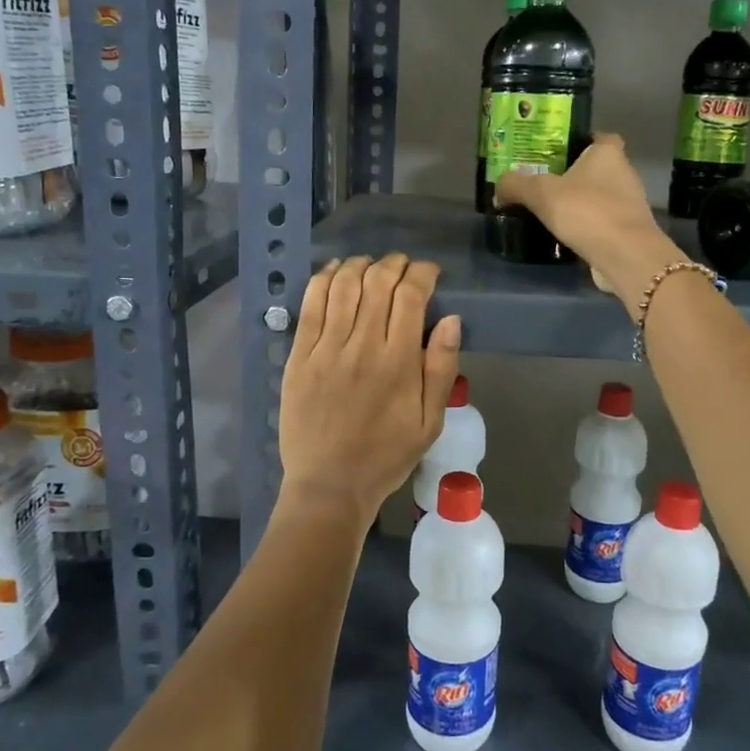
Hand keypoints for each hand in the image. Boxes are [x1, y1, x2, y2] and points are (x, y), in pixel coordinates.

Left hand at [278, 254, 462, 524]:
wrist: (329, 486)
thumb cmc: (386, 456)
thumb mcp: (430, 423)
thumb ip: (442, 368)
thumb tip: (451, 320)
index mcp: (398, 363)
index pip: (411, 296)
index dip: (423, 274)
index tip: (430, 273)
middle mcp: (362, 346)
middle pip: (378, 282)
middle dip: (395, 264)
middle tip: (403, 267)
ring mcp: (325, 349)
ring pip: (343, 286)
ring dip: (361, 265)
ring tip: (371, 266)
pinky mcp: (298, 356)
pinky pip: (311, 305)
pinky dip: (324, 279)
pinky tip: (334, 272)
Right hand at [496, 134, 682, 318]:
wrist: (625, 256)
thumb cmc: (587, 211)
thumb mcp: (541, 193)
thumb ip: (516, 184)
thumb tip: (499, 185)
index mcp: (608, 153)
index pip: (597, 137)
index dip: (577, 142)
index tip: (554, 154)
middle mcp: (624, 172)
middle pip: (595, 168)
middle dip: (572, 175)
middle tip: (542, 183)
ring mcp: (630, 203)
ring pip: (599, 196)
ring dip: (579, 203)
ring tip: (549, 211)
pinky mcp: (629, 230)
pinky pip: (602, 221)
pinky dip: (586, 226)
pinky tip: (565, 235)